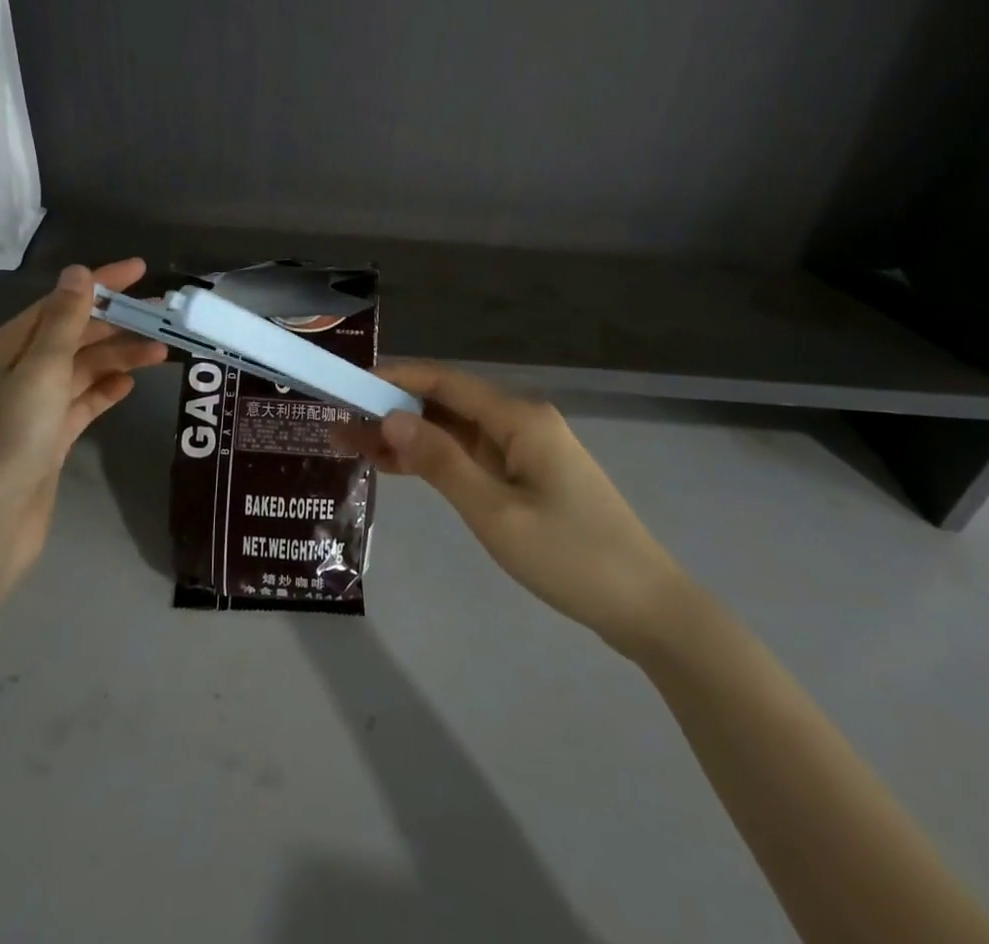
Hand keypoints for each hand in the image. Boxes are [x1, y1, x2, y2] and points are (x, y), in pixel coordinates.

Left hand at [0, 259, 165, 581]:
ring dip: (118, 357)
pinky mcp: (48, 436)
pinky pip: (82, 401)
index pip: (59, 303)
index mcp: (5, 349)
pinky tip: (131, 384)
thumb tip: (78, 272)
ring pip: (82, 368)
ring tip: (161, 352)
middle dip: (116, 324)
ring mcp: (32, 406)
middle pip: (73, 335)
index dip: (100, 284)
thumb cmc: (12, 438)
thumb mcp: (40, 370)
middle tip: (161, 316)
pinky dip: (105, 389)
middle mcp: (16, 371)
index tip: (140, 270)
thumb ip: (64, 321)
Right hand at [342, 362, 686, 656]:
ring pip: (456, 433)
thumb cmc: (571, 556)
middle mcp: (521, 422)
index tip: (350, 385)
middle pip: (447, 405)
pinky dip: (436, 461)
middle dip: (393, 412)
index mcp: (518, 418)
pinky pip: (472, 457)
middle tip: (341, 427)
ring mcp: (527, 451)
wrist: (648, 609)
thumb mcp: (495, 512)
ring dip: (410, 438)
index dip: (395, 378)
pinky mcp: (529, 478)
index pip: (445, 382)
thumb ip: (440, 462)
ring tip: (356, 447)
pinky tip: (399, 468)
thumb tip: (391, 417)